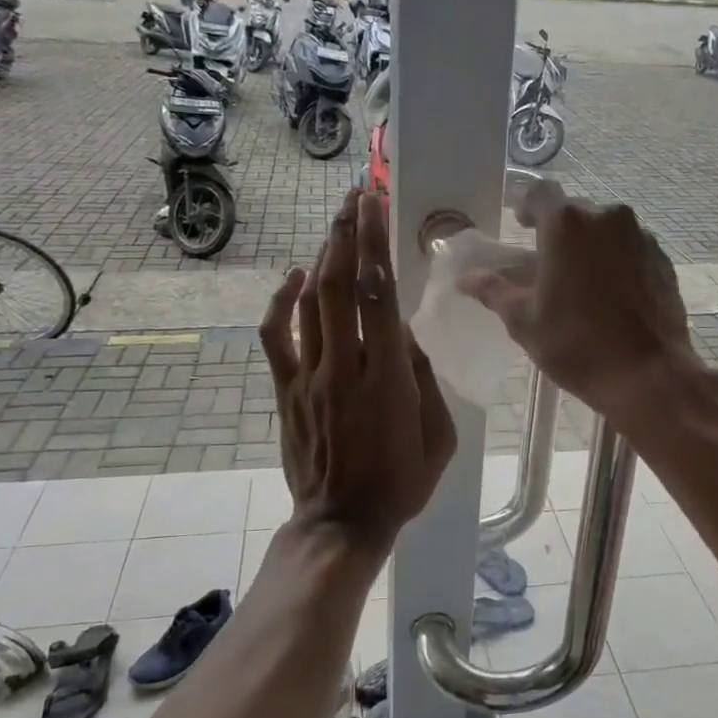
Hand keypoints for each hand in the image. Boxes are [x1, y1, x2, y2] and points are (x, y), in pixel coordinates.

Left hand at [260, 189, 456, 553]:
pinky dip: (283, 301)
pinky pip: (277, 335)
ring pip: (311, 302)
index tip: (377, 207)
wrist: (342, 522)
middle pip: (343, 285)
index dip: (377, 245)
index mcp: (390, 379)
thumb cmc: (401, 482)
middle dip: (349, 234)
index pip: (381, 297)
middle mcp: (346, 367)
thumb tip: (405, 335)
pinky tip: (296, 276)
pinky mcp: (286, 389)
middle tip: (357, 196)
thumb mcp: (440, 437)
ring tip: (337, 222)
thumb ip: (425, 380)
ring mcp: (310, 376)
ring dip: (324, 256)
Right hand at [457, 184, 696, 426]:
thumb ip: (494, 291)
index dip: (527, 207)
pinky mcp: (662, 259)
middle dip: (559, 232)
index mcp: (566, 224)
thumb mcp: (524, 321)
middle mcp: (606, 217)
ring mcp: (640, 236)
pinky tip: (612, 295)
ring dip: (590, 246)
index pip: (540, 193)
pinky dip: (617, 261)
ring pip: (606, 229)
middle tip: (548, 265)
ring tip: (582, 283)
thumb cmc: (576, 345)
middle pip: (575, 211)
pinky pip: (630, 248)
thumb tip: (466, 279)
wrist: (647, 375)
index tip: (522, 227)